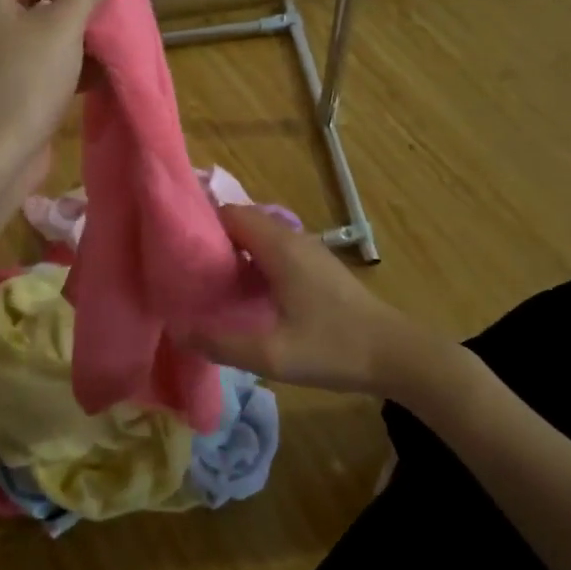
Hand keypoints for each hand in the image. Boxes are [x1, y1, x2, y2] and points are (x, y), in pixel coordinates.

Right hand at [194, 204, 408, 394]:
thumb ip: (222, 344)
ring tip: (204, 279)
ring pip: (259, 236)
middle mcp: (293, 238)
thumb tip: (179, 331)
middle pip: (242, 222)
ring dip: (232, 251)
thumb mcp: (272, 355)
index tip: (173, 247)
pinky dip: (252, 261)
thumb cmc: (334, 348)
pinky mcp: (317, 267)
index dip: (200, 224)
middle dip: (212, 238)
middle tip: (183, 266)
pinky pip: (274, 250)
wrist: (397, 355)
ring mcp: (309, 251)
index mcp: (280, 247)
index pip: (230, 213)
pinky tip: (241, 292)